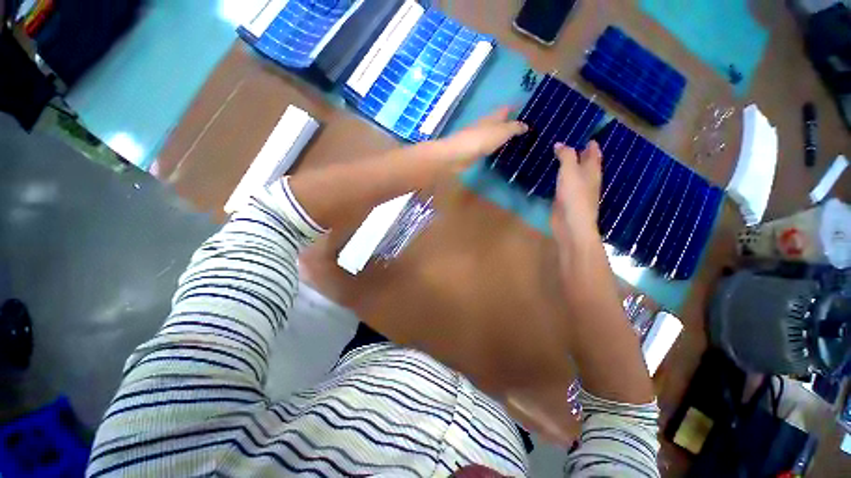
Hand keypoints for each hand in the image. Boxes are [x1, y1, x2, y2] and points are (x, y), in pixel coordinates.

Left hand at [434, 107, 527, 167]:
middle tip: (523, 129)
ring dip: (501, 136)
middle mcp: (485, 124)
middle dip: (508, 123)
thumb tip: (526, 125)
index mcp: (493, 117)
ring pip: (492, 134)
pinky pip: (487, 146)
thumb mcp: (502, 132)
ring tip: (513, 141)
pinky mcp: (473, 150)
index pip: (505, 109)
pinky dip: (494, 147)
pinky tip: (498, 152)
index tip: (524, 109)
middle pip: (498, 121)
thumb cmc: (481, 139)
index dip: (514, 107)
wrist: (458, 154)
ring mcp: (478, 137)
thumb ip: (514, 128)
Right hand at [550, 141, 602, 247]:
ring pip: (574, 174)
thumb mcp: (570, 171)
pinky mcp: (565, 200)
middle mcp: (587, 179)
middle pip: (586, 163)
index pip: (594, 153)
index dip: (591, 144)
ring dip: (569, 166)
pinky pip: (563, 184)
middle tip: (570, 142)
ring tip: (559, 157)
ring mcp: (576, 191)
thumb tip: (560, 144)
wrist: (571, 224)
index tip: (586, 134)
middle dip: (581, 153)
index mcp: (592, 171)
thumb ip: (566, 156)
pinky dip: (560, 178)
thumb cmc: (574, 196)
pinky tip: (553, 176)